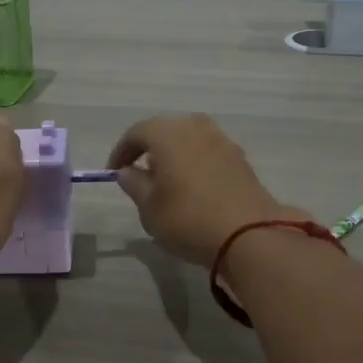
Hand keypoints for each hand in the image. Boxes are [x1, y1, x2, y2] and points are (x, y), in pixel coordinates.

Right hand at [107, 114, 308, 266]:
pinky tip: (194, 190)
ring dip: (176, 156)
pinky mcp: (241, 160)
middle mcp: (196, 128)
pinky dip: (196, 165)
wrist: (249, 235)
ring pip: (190, 141)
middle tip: (141, 174)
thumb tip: (128, 171)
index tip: (113, 173)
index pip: (137, 133)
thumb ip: (135, 185)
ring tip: (168, 183)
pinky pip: (209, 154)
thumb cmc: (187, 218)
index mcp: (168, 133)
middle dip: (150, 150)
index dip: (121, 152)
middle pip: (166, 131)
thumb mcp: (149, 208)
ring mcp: (223, 141)